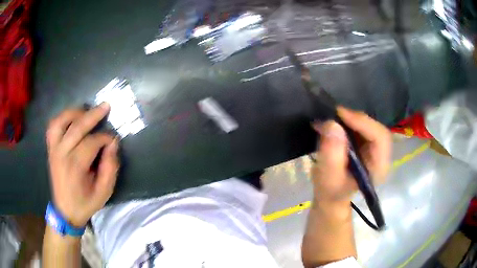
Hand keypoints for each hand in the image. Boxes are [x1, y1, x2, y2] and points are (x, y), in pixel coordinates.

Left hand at [46, 103, 118, 226]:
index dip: (105, 138)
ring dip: (74, 113)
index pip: (91, 143)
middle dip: (93, 115)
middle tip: (106, 106)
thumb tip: (112, 144)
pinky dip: (62, 118)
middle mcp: (62, 154)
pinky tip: (71, 118)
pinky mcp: (50, 149)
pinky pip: (53, 126)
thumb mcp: (103, 192)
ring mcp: (54, 149)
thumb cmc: (85, 203)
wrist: (65, 211)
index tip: (113, 140)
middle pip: (76, 127)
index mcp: (75, 168)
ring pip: (61, 121)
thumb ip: (110, 168)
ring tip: (86, 111)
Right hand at [311, 107, 391, 207]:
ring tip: (332, 119)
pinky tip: (336, 123)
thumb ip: (331, 154)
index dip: (363, 123)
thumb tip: (332, 125)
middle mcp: (382, 156)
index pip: (380, 138)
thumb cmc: (331, 191)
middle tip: (335, 115)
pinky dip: (348, 122)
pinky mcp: (367, 144)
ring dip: (351, 119)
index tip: (341, 115)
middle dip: (356, 119)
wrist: (331, 195)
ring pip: (369, 125)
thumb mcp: (328, 177)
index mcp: (379, 167)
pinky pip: (362, 126)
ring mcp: (375, 149)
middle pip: (376, 128)